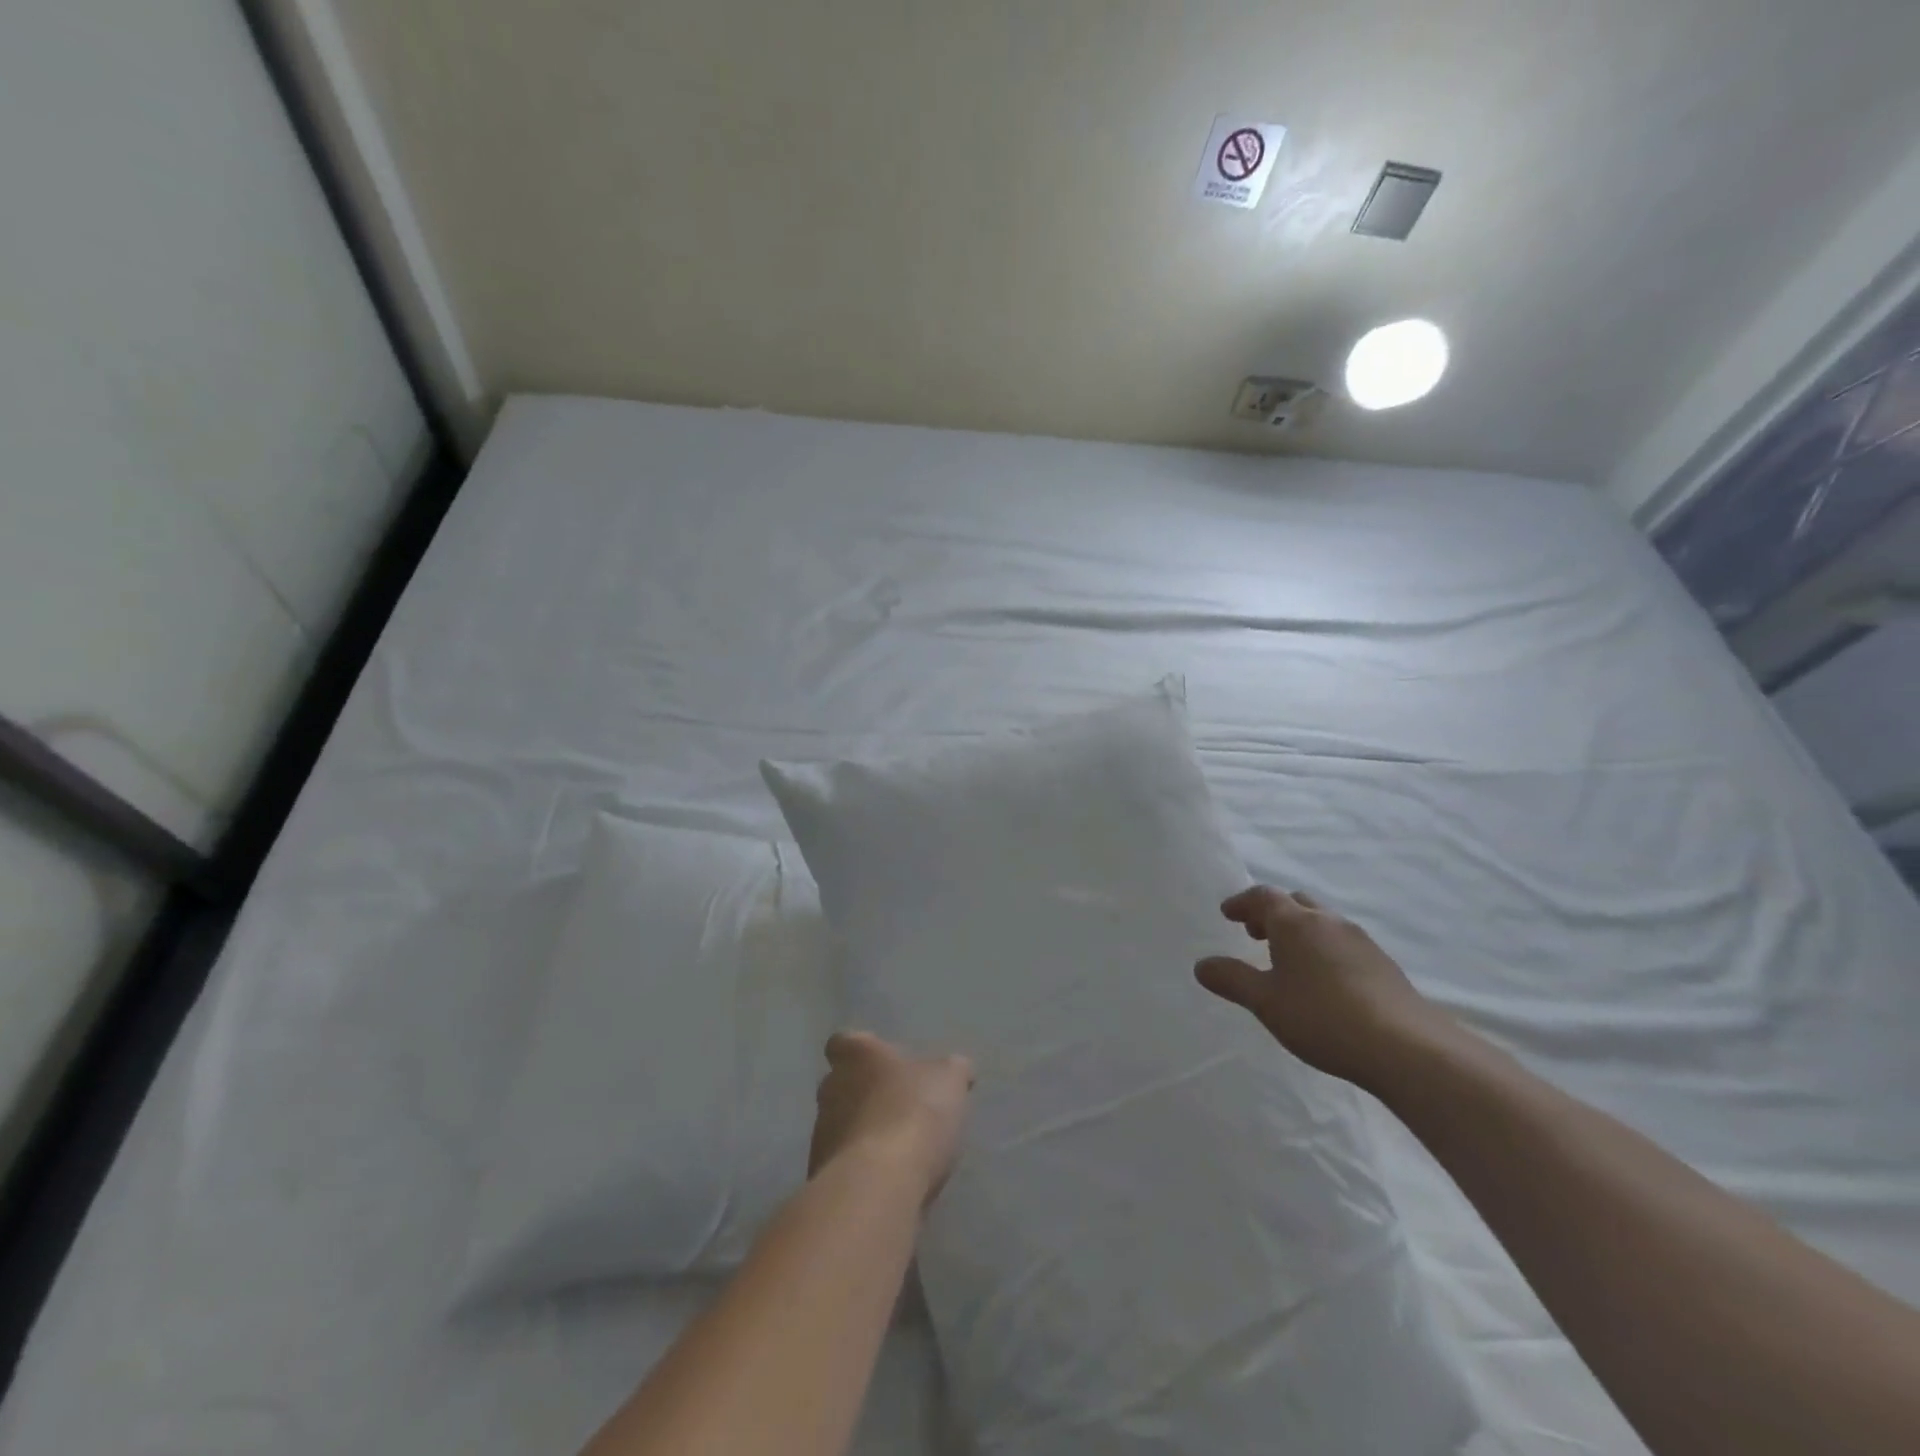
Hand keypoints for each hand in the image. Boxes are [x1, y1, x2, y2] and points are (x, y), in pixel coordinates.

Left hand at [809, 1031, 973, 1203]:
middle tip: (897, 1106)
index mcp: (856, 1057)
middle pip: (840, 1085)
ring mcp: (822, 1136)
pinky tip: (890, 1181)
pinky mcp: (823, 1177)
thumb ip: (951, 1071)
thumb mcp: (949, 1081)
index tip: (881, 1062)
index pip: (843, 1042)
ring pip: (840, 1126)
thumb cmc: (913, 1113)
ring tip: (897, 1150)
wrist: (879, 1185)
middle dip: (863, 1095)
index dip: (861, 1051)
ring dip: (862, 1134)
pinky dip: (862, 1170)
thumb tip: (956, 1068)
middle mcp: (831, 1090)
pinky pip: (844, 1166)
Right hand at [1194, 885, 1444, 1090]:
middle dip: (1272, 913)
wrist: (1406, 1047)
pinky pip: (1343, 943)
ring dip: (1300, 931)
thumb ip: (1232, 980)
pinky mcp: (1384, 965)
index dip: (1242, 902)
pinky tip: (1323, 981)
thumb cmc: (1321, 1017)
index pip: (1264, 896)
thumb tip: (1202, 965)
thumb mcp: (1265, 1002)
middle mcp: (1328, 922)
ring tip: (1287, 959)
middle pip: (1296, 903)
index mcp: (1295, 922)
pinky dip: (1323, 949)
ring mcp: (1361, 941)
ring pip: (1322, 922)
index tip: (1227, 914)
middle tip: (1255, 934)